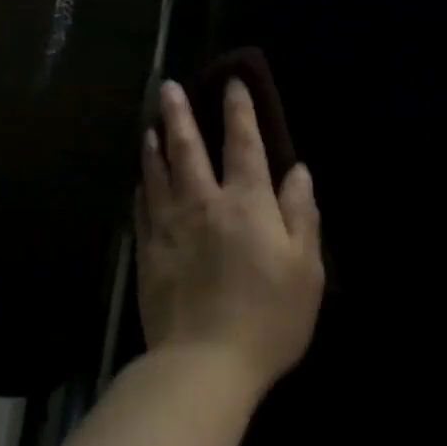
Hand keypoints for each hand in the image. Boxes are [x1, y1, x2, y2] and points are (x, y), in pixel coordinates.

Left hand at [136, 78, 324, 388]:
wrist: (204, 363)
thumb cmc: (269, 317)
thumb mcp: (305, 268)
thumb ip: (300, 214)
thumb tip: (298, 171)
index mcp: (246, 204)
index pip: (243, 145)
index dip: (238, 111)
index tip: (231, 82)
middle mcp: (203, 204)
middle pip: (187, 149)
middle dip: (180, 114)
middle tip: (168, 87)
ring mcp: (169, 228)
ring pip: (157, 174)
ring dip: (154, 144)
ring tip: (150, 124)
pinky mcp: (148, 254)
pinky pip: (142, 209)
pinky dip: (143, 187)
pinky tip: (141, 181)